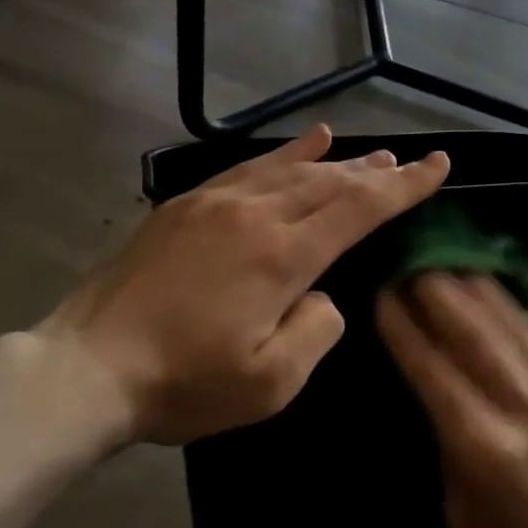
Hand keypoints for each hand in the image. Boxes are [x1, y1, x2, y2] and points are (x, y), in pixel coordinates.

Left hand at [38, 124, 448, 446]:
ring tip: (369, 153)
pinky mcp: (184, 206)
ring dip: (336, 161)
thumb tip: (323, 295)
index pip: (359, 209)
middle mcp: (255, 215)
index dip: (405, 187)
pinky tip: (304, 142)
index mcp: (282, 256)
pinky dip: (283, 153)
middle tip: (410, 162)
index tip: (439, 165)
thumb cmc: (183, 384)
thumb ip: (316, 330)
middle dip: (376, 172)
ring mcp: (215, 204)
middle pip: (330, 182)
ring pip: (291, 169)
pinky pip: (247, 168)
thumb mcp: (270, 383)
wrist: (88, 367)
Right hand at [377, 274, 527, 527]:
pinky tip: (495, 294)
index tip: (383, 293)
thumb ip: (448, 438)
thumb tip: (433, 381)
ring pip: (515, 330)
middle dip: (439, 293)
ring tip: (450, 262)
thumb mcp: (458, 511)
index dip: (405, 329)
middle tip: (412, 262)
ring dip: (478, 291)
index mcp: (487, 452)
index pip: (436, 371)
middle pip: (476, 336)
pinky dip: (515, 316)